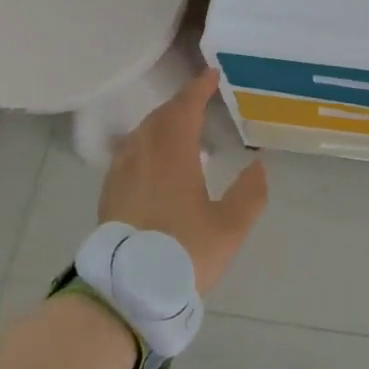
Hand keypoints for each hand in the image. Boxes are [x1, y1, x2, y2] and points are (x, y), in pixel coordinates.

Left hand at [98, 68, 268, 295]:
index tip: (212, 75)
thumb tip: (258, 165)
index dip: (199, 88)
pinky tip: (154, 162)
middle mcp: (143, 155)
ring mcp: (122, 174)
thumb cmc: (182, 254)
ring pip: (141, 134)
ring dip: (161, 123)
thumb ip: (249, 194)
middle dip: (180, 104)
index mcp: (172, 154)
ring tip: (180, 130)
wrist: (125, 293)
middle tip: (200, 101)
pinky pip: (129, 153)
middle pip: (160, 117)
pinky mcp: (109, 195)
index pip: (185, 108)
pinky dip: (146, 144)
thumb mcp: (229, 228)